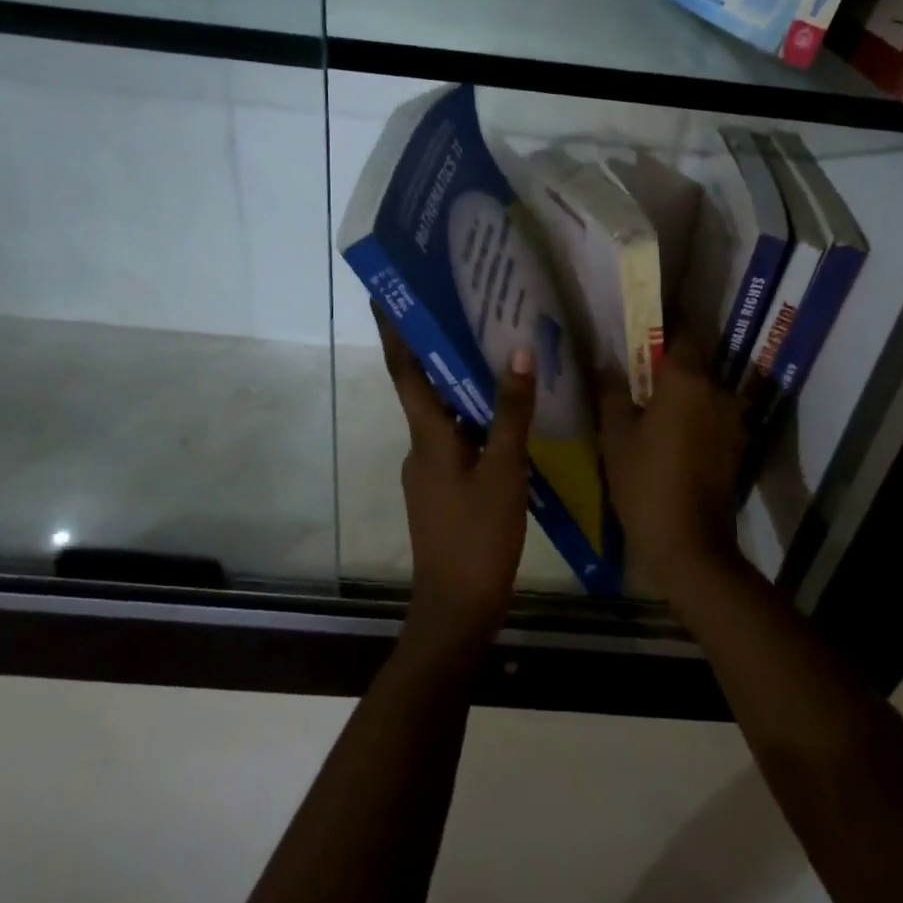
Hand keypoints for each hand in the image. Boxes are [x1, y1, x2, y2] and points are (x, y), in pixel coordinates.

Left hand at [376, 307, 536, 660]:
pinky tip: (502, 413)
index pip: (404, 370)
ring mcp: (430, 470)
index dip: (393, 331)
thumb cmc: (477, 538)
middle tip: (459, 308)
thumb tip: (518, 351)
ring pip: (443, 413)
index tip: (384, 292)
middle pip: (424, 386)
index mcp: (427, 436)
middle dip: (434, 348)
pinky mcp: (443, 489)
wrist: (456, 610)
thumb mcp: (504, 472)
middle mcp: (420, 446)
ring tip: (489, 350)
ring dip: (457, 382)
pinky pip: (456, 438)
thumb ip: (511, 413)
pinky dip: (472, 417)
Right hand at [599, 336, 749, 596]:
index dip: (660, 326)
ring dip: (682, 391)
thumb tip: (607, 364)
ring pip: (703, 390)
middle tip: (635, 371)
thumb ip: (612, 392)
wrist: (689, 545)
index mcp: (686, 379)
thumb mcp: (615, 435)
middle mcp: (717, 390)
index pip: (681, 331)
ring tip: (650, 404)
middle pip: (694, 361)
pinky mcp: (736, 444)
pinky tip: (668, 431)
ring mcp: (731, 418)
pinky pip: (710, 414)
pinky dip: (693, 415)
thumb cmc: (645, 481)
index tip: (638, 328)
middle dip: (668, 362)